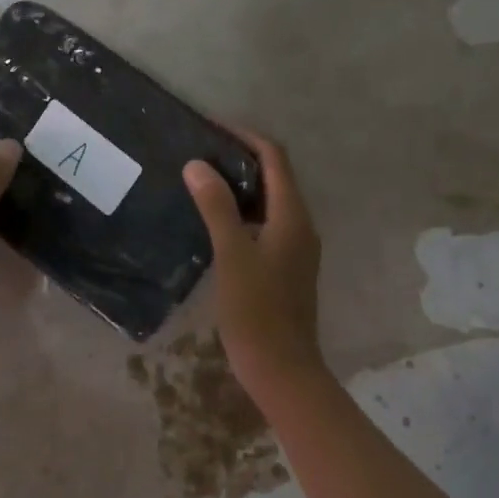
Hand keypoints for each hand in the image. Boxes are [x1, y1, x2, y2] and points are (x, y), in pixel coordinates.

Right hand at [183, 131, 326, 397]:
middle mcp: (300, 225)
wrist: (282, 369)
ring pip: (270, 202)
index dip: (246, 137)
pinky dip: (243, 212)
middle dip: (241, 158)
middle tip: (200, 152)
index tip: (211, 127)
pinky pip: (266, 224)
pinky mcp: (286, 267)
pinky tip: (214, 222)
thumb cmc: (257, 312)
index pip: (274, 158)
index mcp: (292, 216)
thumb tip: (198, 164)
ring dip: (241, 186)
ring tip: (201, 180)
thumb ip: (217, 208)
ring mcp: (296, 248)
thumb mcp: (232, 256)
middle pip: (275, 176)